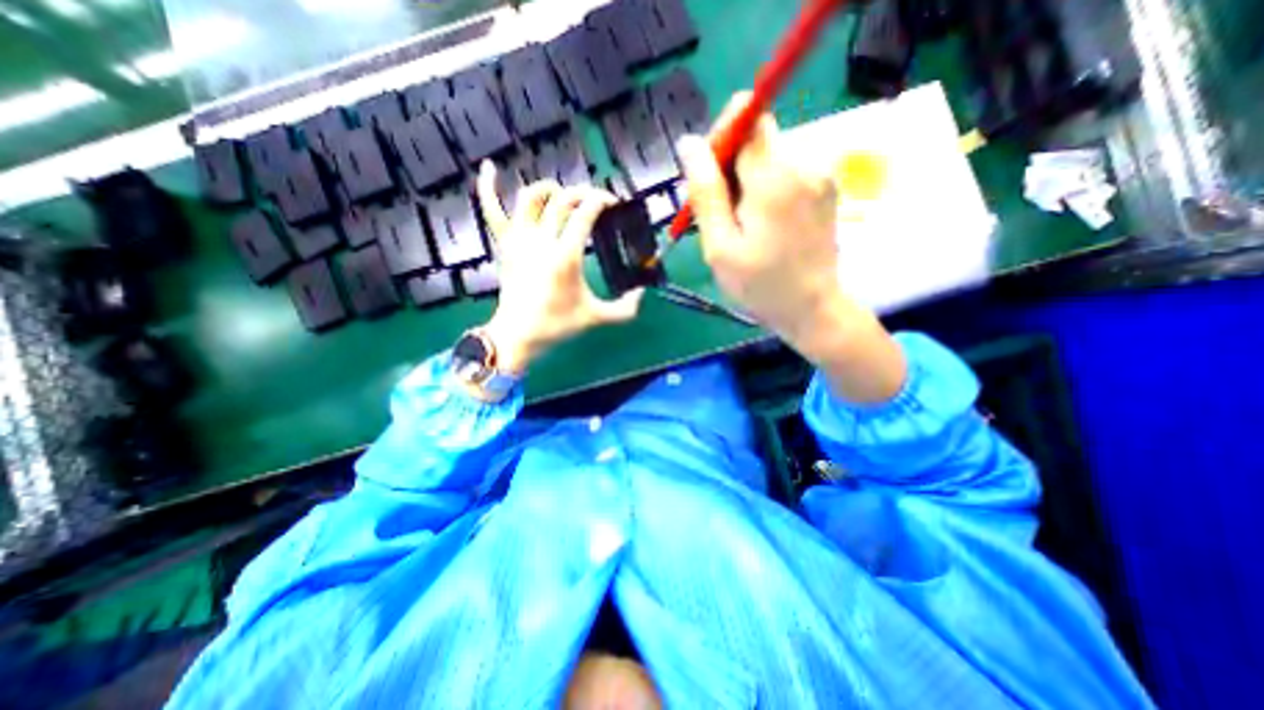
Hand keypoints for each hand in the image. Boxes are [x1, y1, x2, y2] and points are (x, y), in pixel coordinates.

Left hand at [478, 160, 646, 376]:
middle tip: (594, 201)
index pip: (585, 213)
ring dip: (549, 188)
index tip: (612, 202)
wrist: (518, 335)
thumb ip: (625, 309)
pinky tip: (490, 168)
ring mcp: (519, 239)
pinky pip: (492, 210)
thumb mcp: (596, 318)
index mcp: (565, 256)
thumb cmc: (557, 326)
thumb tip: (643, 294)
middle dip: (583, 193)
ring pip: (531, 198)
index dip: (601, 200)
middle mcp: (541, 240)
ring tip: (562, 193)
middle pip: (562, 200)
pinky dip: (488, 187)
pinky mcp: (504, 244)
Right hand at [676, 90, 841, 345]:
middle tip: (719, 213)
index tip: (708, 173)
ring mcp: (821, 175)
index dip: (723, 137)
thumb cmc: (760, 285)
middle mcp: (803, 165)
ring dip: (748, 182)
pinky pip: (787, 173)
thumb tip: (689, 143)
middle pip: (758, 139)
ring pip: (770, 158)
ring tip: (741, 227)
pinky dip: (767, 190)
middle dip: (731, 167)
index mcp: (773, 179)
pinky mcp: (827, 189)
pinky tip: (763, 225)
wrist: (813, 308)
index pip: (747, 119)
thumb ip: (705, 193)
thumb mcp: (720, 246)